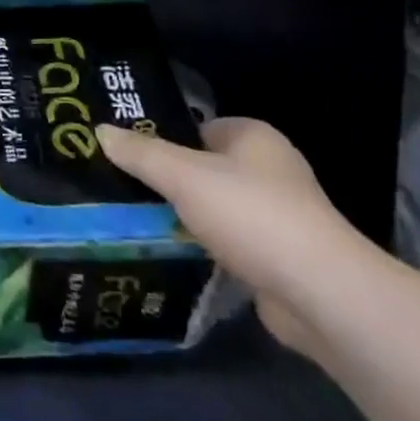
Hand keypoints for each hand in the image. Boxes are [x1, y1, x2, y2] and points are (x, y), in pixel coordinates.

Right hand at [99, 118, 365, 355]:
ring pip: (213, 208)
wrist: (319, 292)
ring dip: (183, 218)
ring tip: (134, 223)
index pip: (197, 127)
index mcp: (253, 137)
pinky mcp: (276, 256)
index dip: (162, 139)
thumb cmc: (251, 215)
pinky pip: (226, 242)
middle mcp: (269, 169)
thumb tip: (100, 130)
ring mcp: (275, 215)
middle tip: (121, 190)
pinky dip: (202, 248)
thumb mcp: (184, 176)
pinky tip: (170, 255)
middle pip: (203, 168)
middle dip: (167, 181)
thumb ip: (141, 154)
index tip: (124, 155)